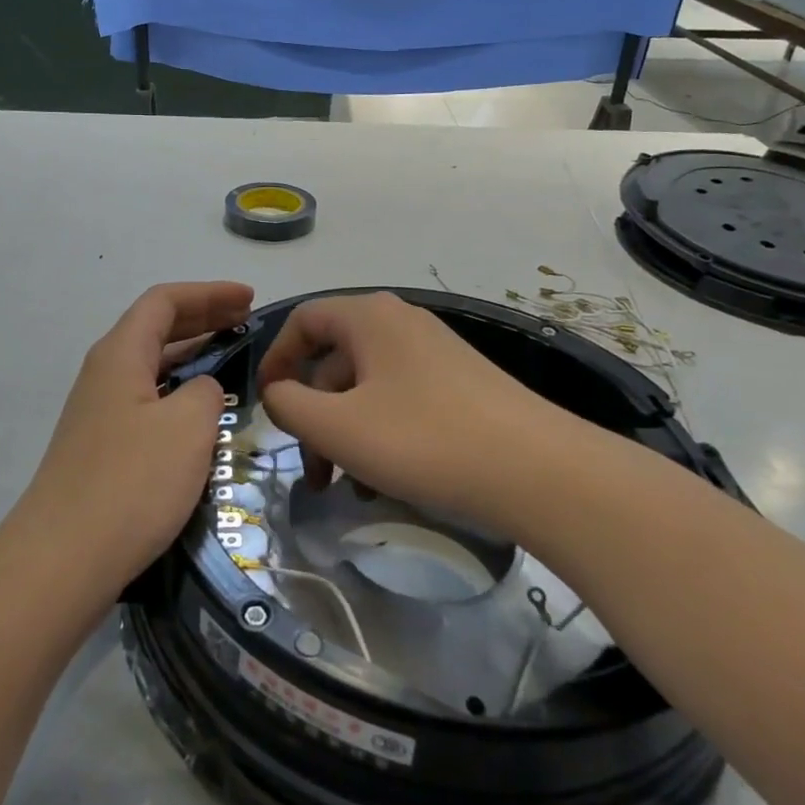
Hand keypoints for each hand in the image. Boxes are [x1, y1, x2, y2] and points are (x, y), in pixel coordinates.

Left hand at [21, 282, 254, 597]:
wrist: (63, 560)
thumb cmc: (131, 482)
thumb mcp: (188, 426)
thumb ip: (207, 392)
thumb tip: (202, 392)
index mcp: (120, 354)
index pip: (164, 301)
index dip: (209, 293)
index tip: (249, 299)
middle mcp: (104, 374)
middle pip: (156, 329)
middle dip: (203, 319)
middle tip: (247, 323)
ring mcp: (99, 413)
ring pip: (152, 367)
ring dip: (193, 357)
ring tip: (233, 361)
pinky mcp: (102, 448)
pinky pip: (148, 400)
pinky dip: (180, 393)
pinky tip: (202, 416)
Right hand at [255, 292, 575, 533]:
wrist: (538, 471)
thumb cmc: (423, 439)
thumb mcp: (337, 427)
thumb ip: (289, 406)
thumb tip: (277, 394)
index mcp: (369, 317)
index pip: (304, 320)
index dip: (275, 360)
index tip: (266, 406)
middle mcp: (401, 323)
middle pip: (335, 360)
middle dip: (313, 415)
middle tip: (312, 472)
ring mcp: (435, 353)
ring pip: (367, 387)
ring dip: (345, 433)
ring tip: (348, 487)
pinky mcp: (460, 385)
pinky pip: (400, 400)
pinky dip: (380, 434)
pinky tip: (385, 481)